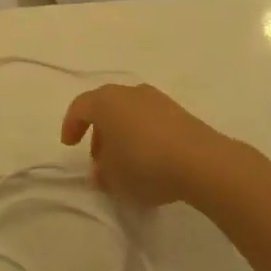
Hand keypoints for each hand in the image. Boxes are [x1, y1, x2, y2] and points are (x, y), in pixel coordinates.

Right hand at [61, 84, 229, 208]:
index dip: (71, 126)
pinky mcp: (179, 112)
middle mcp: (128, 92)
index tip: (69, 145)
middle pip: (105, 108)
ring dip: (122, 134)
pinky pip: (150, 120)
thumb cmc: (144, 164)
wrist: (201, 161)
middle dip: (99, 133)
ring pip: (129, 113)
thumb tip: (100, 172)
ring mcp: (156, 99)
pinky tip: (150, 160)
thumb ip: (101, 174)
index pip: (79, 107)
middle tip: (100, 160)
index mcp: (105, 101)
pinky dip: (143, 135)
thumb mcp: (114, 178)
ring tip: (126, 163)